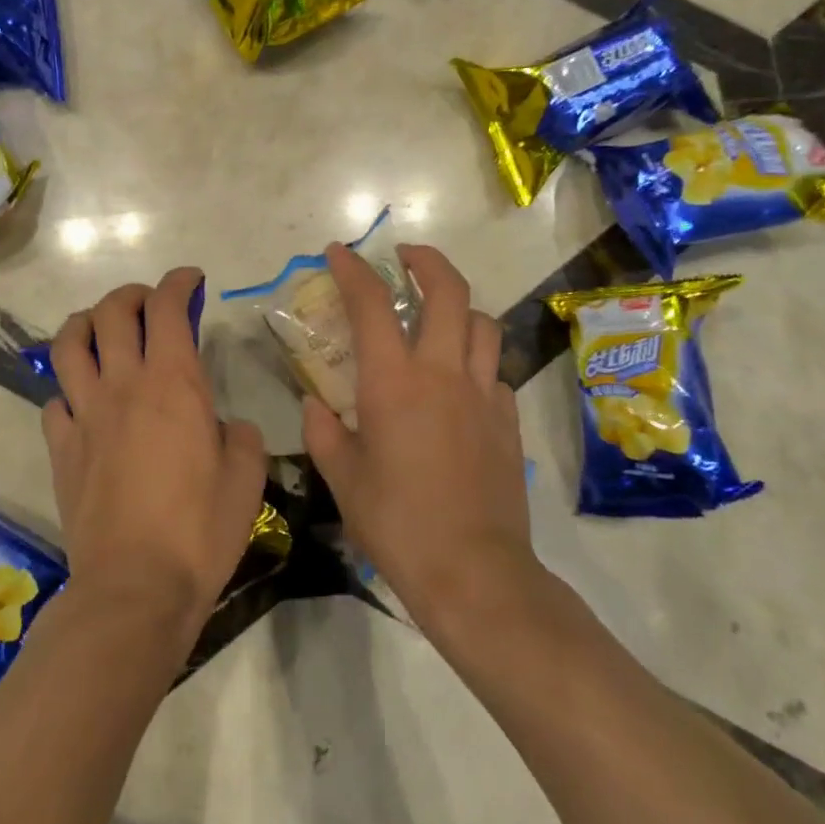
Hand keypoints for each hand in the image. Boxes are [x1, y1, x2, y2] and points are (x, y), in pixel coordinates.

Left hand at [42, 268, 268, 640]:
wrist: (135, 587)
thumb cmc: (200, 530)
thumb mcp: (247, 478)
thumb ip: (241, 436)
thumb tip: (225, 425)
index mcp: (173, 384)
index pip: (168, 308)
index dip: (178, 282)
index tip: (191, 280)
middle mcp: (123, 386)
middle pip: (112, 312)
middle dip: (132, 294)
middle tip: (150, 305)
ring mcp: (85, 415)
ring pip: (69, 344)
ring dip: (85, 324)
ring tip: (101, 330)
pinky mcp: (61, 448)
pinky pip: (55, 401)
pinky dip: (68, 390)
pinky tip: (83, 402)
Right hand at [301, 244, 540, 641]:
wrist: (473, 571)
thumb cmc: (396, 523)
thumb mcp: (343, 478)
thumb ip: (325, 432)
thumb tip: (317, 406)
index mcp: (393, 383)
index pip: (371, 306)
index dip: (353, 271)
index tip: (339, 252)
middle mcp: (443, 373)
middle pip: (448, 292)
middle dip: (426, 261)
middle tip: (405, 258)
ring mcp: (484, 394)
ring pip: (482, 324)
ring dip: (458, 307)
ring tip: (437, 316)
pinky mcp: (508, 420)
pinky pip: (494, 370)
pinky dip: (475, 361)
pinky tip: (459, 384)